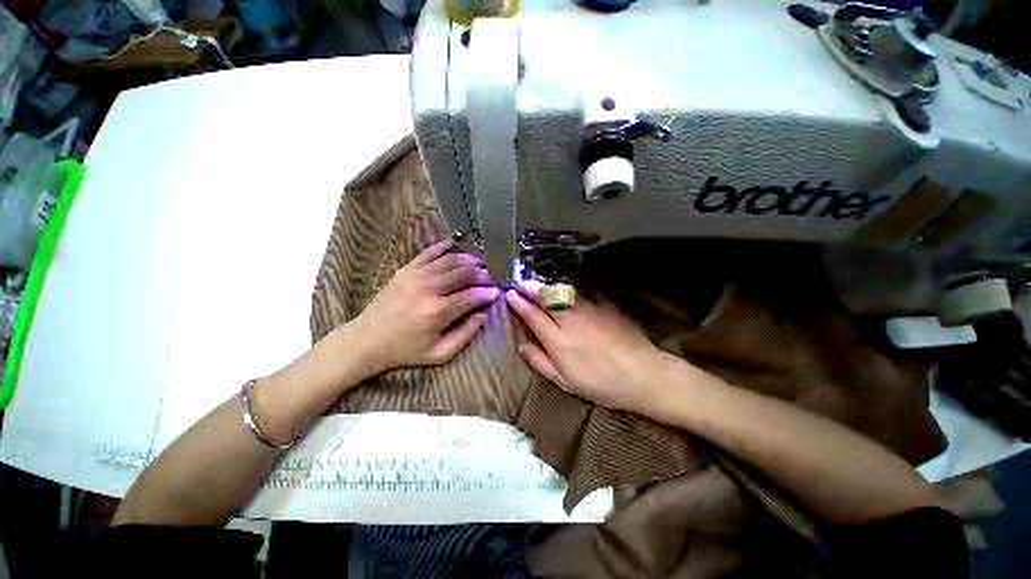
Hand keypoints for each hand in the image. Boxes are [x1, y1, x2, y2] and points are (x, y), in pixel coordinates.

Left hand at [349, 239, 500, 373]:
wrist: (367, 340)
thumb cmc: (406, 350)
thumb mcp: (439, 353)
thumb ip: (465, 335)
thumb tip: (483, 315)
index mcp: (439, 311)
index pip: (472, 296)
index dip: (488, 293)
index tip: (497, 292)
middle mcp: (429, 289)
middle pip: (464, 274)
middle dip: (482, 274)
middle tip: (492, 277)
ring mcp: (416, 276)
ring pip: (450, 260)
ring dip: (469, 259)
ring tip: (480, 263)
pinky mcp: (406, 270)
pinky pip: (429, 252)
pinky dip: (444, 245)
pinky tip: (456, 243)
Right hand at [505, 282, 666, 412]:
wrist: (642, 375)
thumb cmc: (600, 383)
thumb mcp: (564, 381)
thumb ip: (540, 362)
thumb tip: (522, 346)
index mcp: (558, 340)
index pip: (532, 315)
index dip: (519, 303)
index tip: (510, 294)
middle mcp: (571, 320)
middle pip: (545, 297)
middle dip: (529, 286)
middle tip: (520, 281)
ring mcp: (590, 309)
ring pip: (563, 289)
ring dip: (547, 283)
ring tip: (538, 280)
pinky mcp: (606, 304)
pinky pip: (585, 289)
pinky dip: (572, 285)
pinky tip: (568, 284)